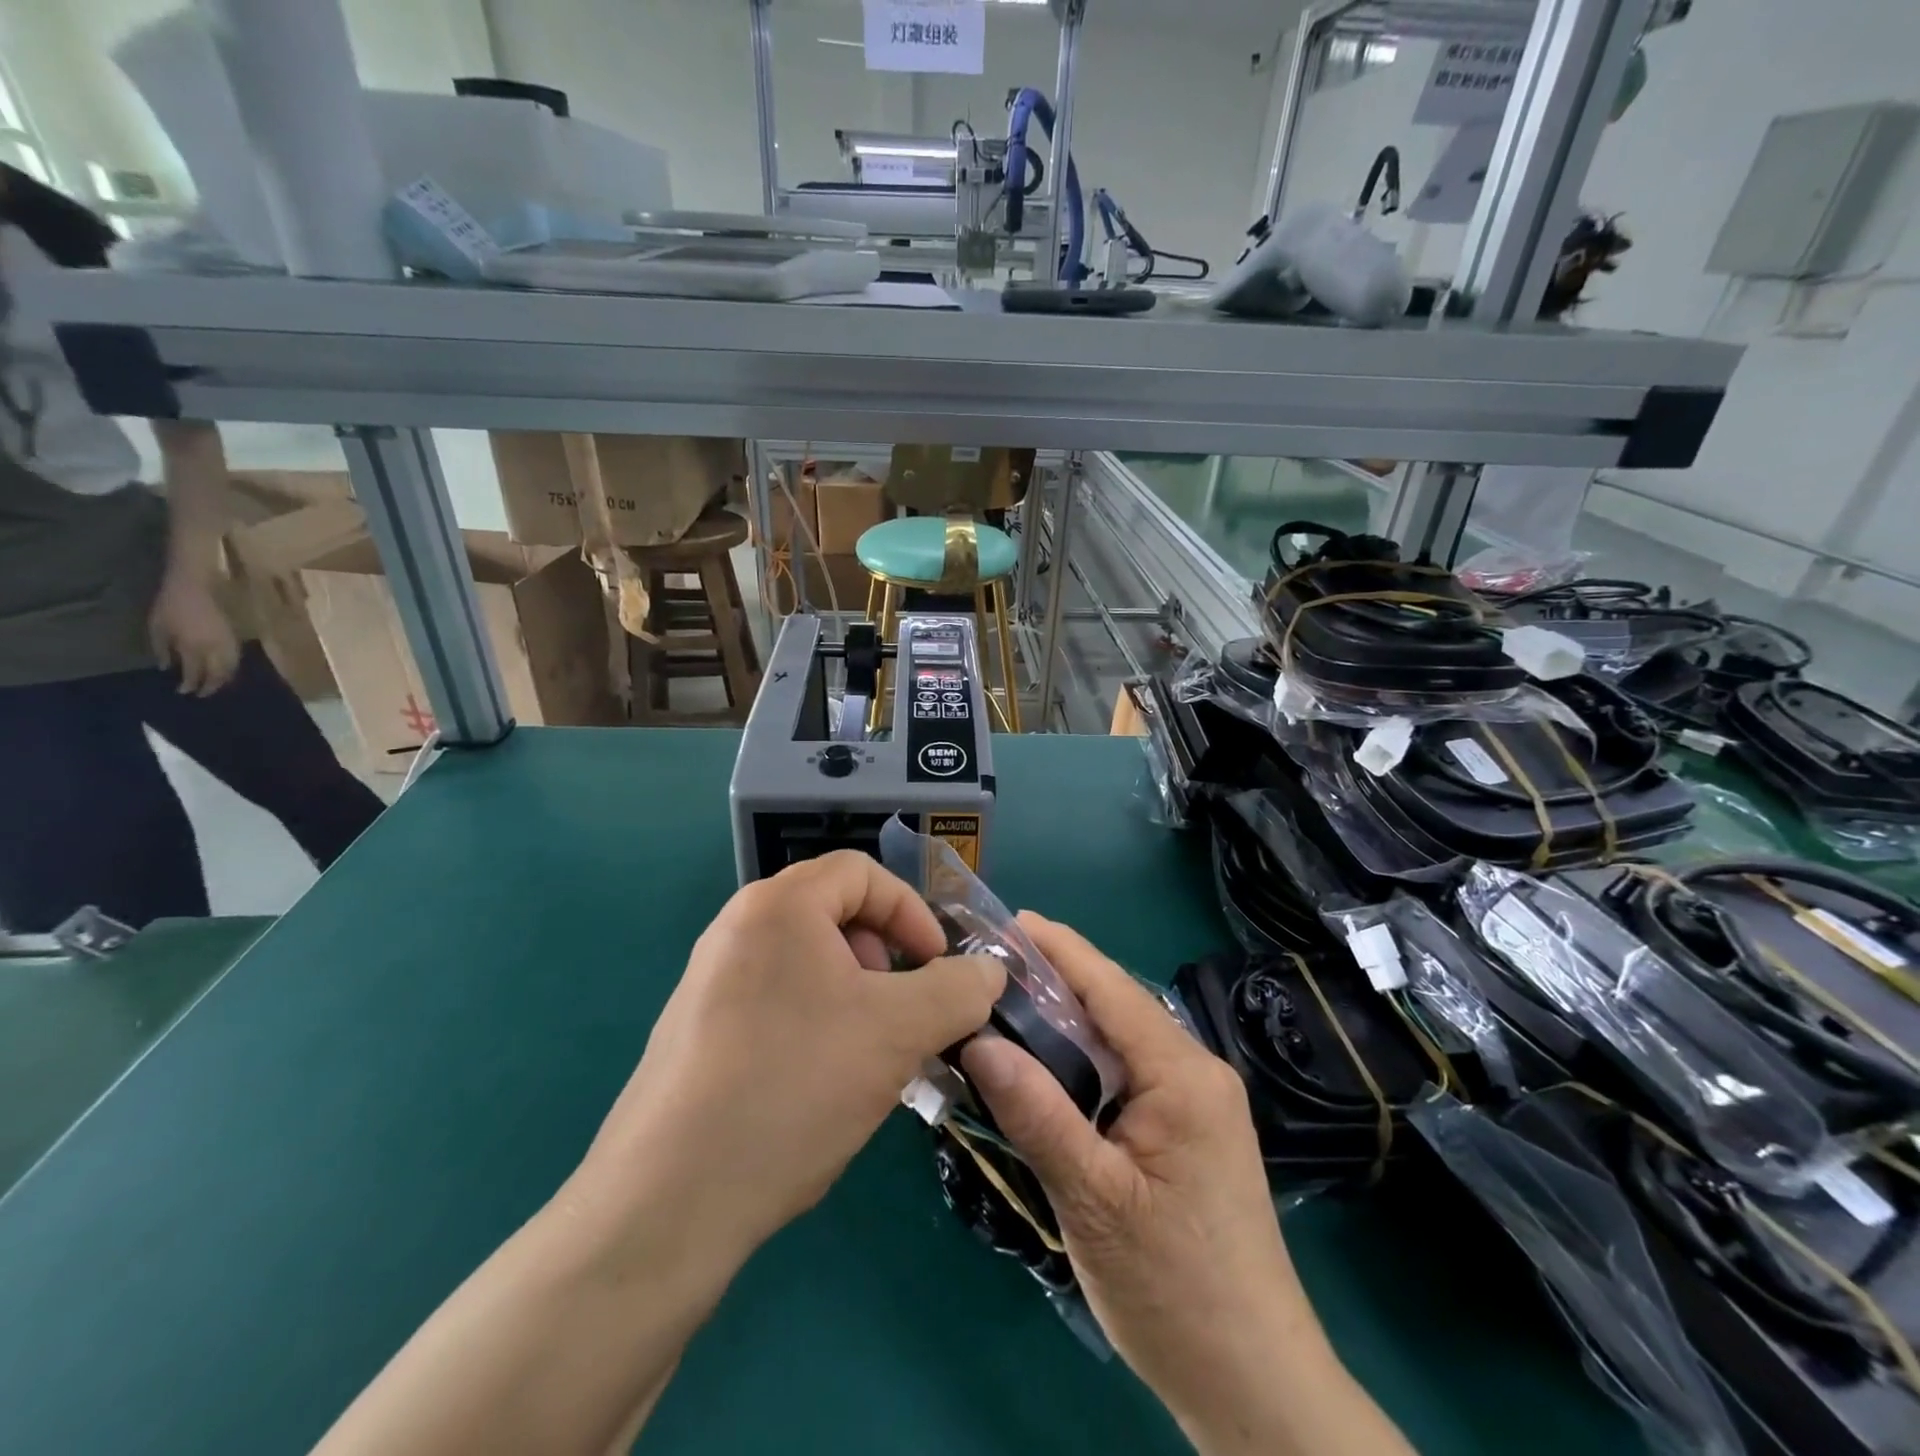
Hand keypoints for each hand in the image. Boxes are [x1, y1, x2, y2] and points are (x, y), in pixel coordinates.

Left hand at [149, 571, 239, 695]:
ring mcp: (227, 643)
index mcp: (193, 646)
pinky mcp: (234, 638)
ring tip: (217, 684)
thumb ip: (163, 649)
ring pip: (232, 668)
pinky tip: (226, 670)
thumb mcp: (157, 627)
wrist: (193, 588)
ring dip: (225, 679)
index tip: (184, 692)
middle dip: (212, 686)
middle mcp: (214, 648)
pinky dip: (232, 668)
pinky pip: (236, 658)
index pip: (195, 672)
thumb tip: (167, 667)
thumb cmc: (170, 606)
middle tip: (203, 694)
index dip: (190, 684)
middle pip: (219, 674)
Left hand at [575, 851, 1005, 1270]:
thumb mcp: (898, 1032)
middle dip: (884, 956)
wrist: (666, 1203)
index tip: (936, 968)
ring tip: (869, 1054)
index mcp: (778, 905)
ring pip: (807, 963)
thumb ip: (958, 990)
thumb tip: (990, 970)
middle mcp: (736, 928)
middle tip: (901, 1012)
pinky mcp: (696, 1031)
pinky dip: (815, 1023)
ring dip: (855, 995)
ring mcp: (709, 980)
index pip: (863, 872)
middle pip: (833, 914)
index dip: (912, 912)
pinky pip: (774, 1001)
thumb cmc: (793, 1086)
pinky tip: (821, 1086)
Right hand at [963, 915, 1405, 1455]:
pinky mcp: (1188, 1132)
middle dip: (1056, 978)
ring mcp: (1196, 1103)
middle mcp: (1196, 1072)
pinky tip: (1046, 1064)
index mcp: (1183, 1074)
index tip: (1006, 920)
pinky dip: (1083, 1058)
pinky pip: (1127, 1073)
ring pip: (1120, 1040)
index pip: (1110, 987)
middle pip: (1115, 1006)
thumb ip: (1037, 1114)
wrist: (1255, 1387)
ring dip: (1067, 1019)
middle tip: (989, 967)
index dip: (1058, 948)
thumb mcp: (1094, 1200)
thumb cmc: (1176, 1290)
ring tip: (1005, 1004)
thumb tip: (979, 1041)